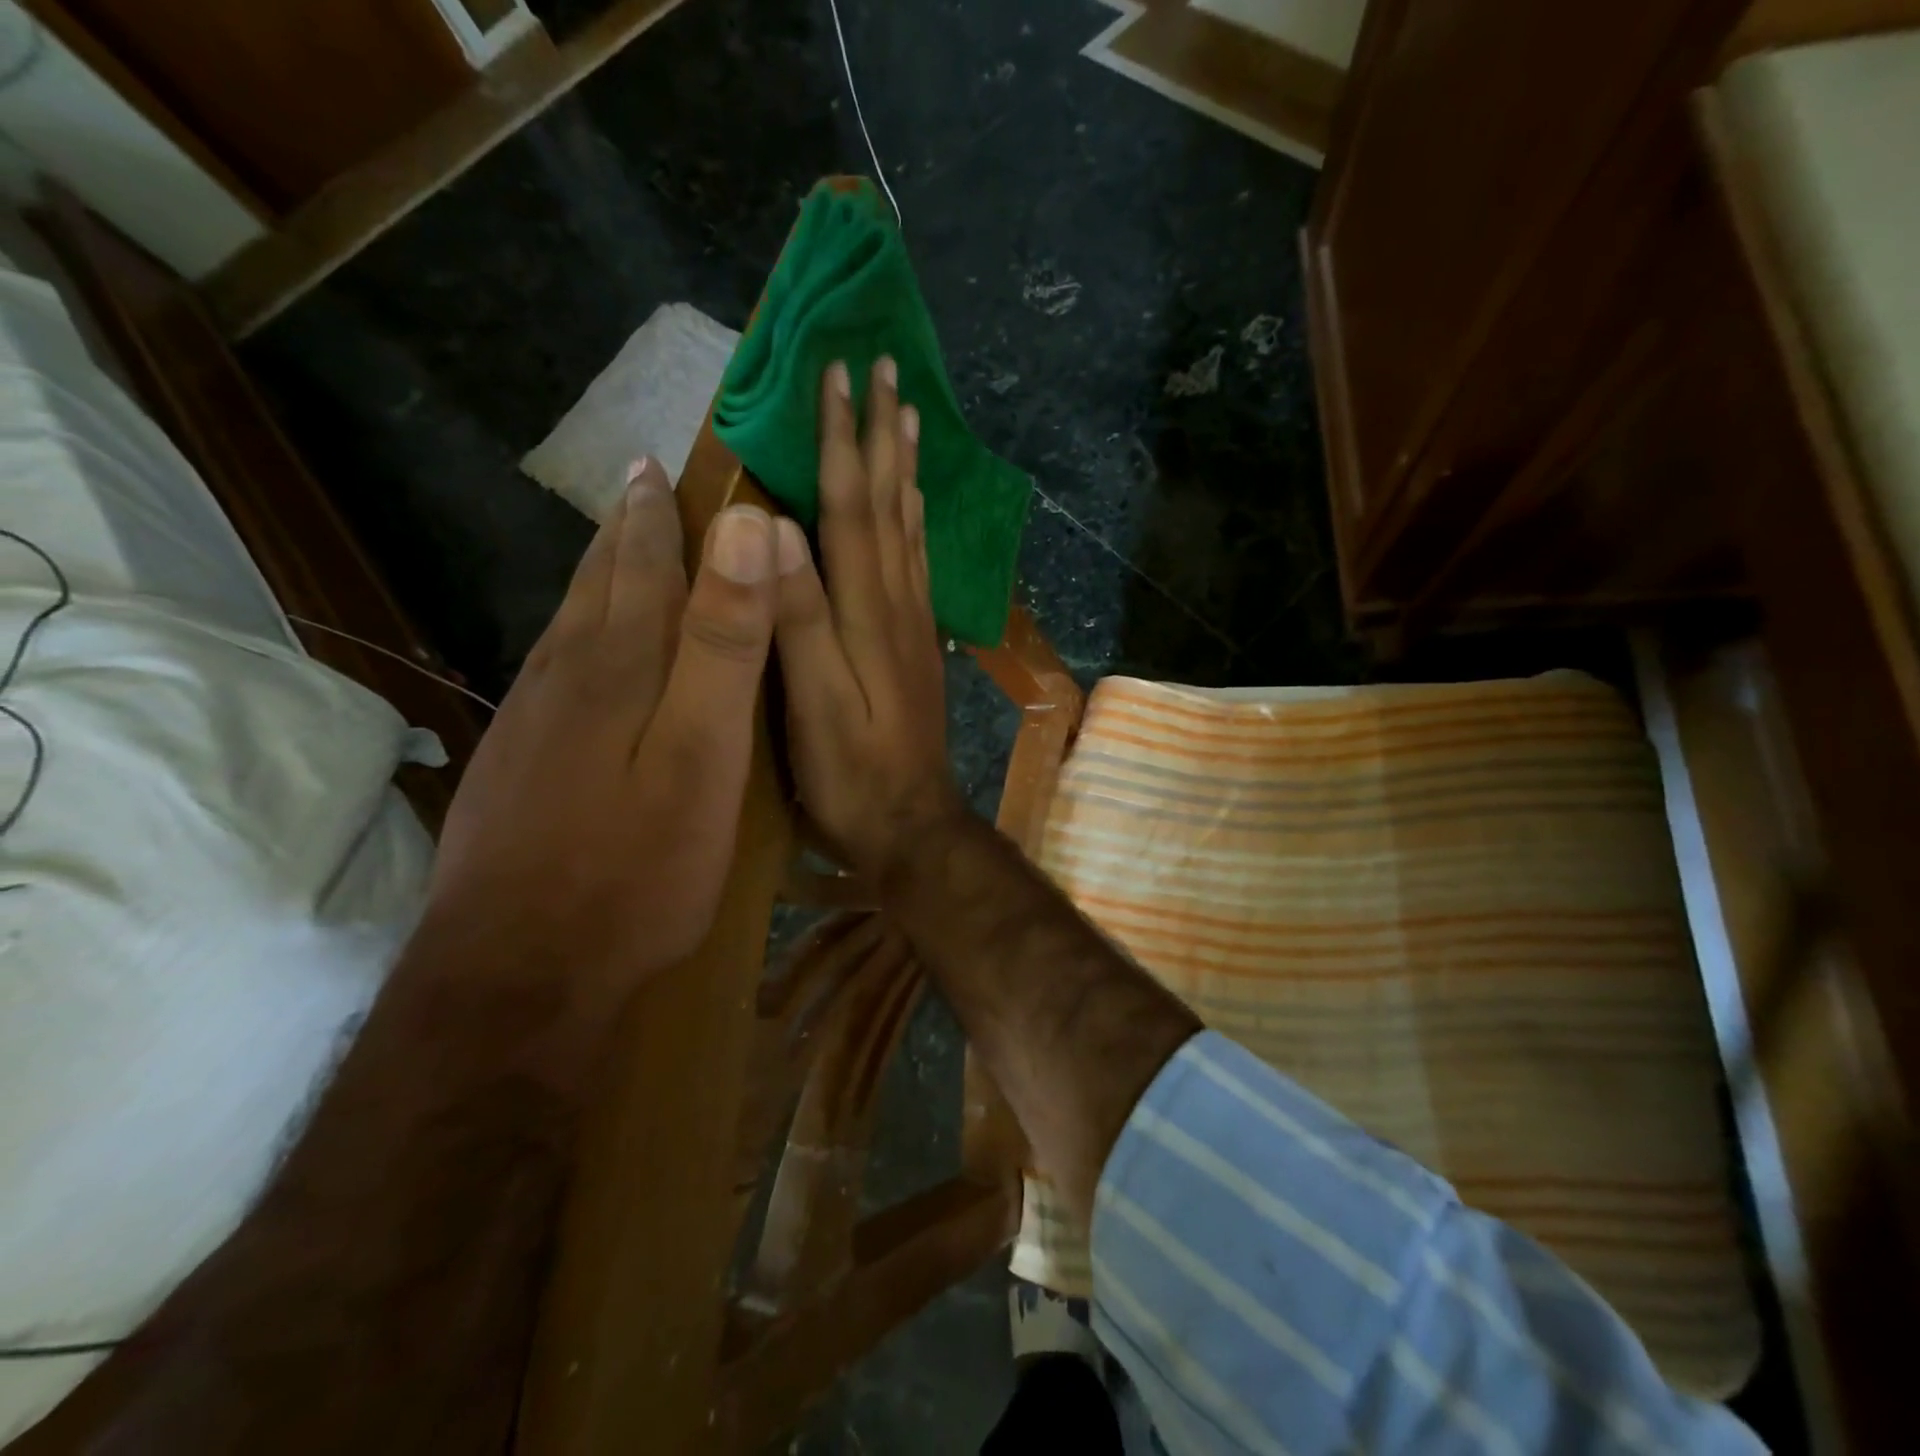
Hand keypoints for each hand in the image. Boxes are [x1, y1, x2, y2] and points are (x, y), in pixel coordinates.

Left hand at [422, 457, 778, 1021]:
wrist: (519, 974)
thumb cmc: (637, 866)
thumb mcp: (704, 754)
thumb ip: (723, 642)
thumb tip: (746, 529)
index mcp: (618, 665)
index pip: (643, 564)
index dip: (658, 511)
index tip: (662, 461)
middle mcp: (565, 676)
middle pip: (597, 583)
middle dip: (625, 528)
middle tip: (640, 482)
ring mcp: (531, 722)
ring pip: (569, 623)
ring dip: (599, 575)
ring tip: (618, 545)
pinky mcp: (517, 765)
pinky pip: (555, 669)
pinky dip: (580, 633)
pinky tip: (583, 650)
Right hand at [773, 358, 964, 880]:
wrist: (912, 824)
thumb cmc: (853, 773)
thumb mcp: (816, 702)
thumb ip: (799, 617)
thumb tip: (775, 527)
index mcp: (867, 611)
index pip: (851, 508)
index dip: (840, 441)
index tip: (837, 374)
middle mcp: (897, 604)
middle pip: (888, 504)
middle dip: (881, 435)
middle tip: (888, 369)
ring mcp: (913, 624)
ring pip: (908, 528)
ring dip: (905, 468)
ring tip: (908, 417)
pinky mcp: (917, 645)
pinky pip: (916, 564)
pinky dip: (913, 521)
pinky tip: (912, 508)